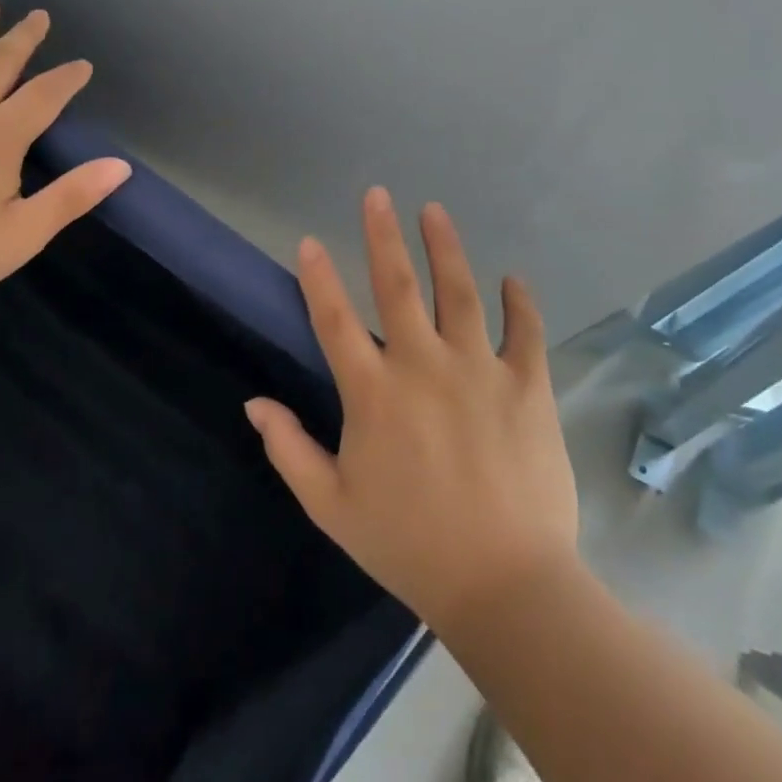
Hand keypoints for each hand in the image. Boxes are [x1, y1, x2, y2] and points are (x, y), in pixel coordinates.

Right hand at [246, 189, 578, 635]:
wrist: (506, 586)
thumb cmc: (409, 546)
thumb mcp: (332, 506)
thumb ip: (289, 450)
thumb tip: (253, 404)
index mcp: (373, 393)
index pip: (335, 319)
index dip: (318, 276)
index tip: (308, 240)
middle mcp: (424, 366)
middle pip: (398, 286)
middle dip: (383, 236)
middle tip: (377, 194)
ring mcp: (480, 371)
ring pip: (461, 292)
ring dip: (446, 248)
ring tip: (434, 211)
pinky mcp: (528, 387)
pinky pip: (525, 331)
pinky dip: (520, 301)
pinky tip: (513, 278)